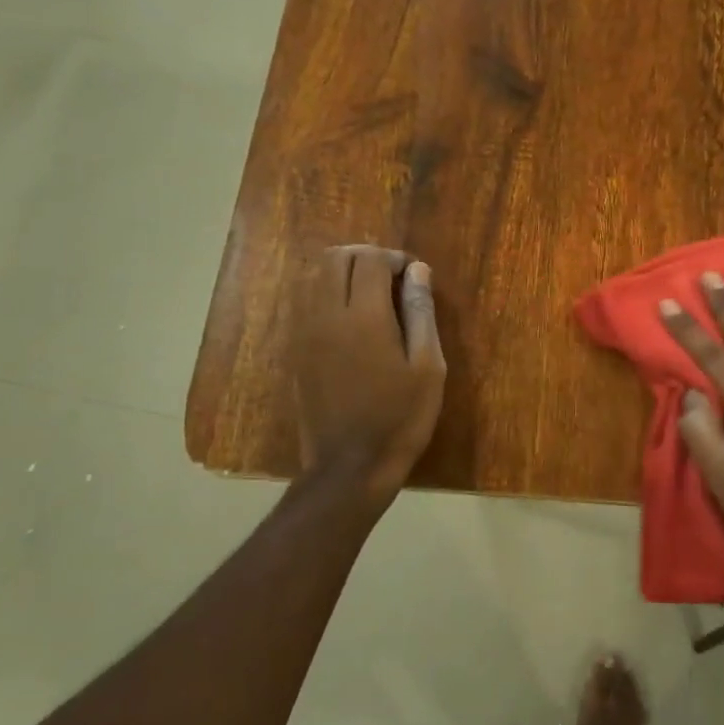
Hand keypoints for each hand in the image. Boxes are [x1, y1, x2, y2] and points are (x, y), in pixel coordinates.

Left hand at [294, 245, 445, 498]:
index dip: (394, 258)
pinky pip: (308, 303)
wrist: (349, 467)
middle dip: (366, 257)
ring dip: (345, 274)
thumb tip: (418, 270)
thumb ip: (421, 312)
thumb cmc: (399, 419)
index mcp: (364, 317)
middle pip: (335, 258)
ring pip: (316, 277)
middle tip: (392, 280)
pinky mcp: (296, 351)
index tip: (414, 276)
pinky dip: (330, 295)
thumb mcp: (427, 367)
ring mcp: (305, 333)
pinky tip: (354, 322)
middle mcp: (327, 315)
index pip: (370, 259)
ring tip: (374, 298)